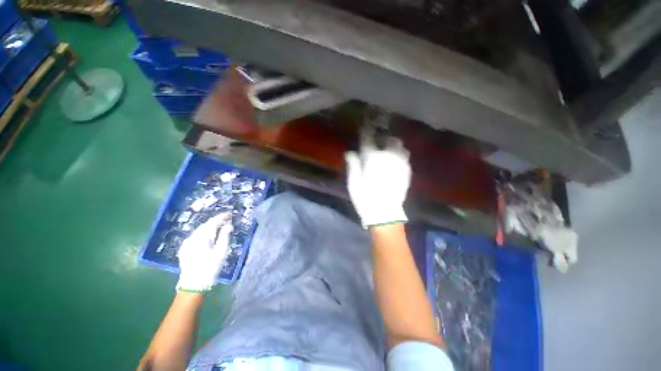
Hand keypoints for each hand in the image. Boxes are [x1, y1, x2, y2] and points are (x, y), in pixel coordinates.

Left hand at [176, 213, 232, 291]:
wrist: (193, 284)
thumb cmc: (211, 267)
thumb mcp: (221, 251)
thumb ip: (225, 236)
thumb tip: (228, 225)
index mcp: (203, 237)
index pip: (213, 222)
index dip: (222, 217)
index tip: (230, 214)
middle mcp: (193, 237)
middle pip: (205, 225)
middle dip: (216, 221)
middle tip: (226, 220)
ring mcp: (187, 243)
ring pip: (199, 230)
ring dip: (209, 226)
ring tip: (219, 226)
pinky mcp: (185, 249)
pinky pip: (195, 236)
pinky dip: (203, 232)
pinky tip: (207, 236)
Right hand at [345, 136, 411, 227]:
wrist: (385, 214)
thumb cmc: (366, 198)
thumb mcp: (353, 183)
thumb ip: (353, 165)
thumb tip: (351, 152)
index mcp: (373, 159)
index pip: (369, 140)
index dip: (366, 132)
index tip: (365, 127)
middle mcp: (389, 157)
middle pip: (391, 140)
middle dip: (385, 139)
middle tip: (380, 143)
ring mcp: (401, 164)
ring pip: (401, 148)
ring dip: (395, 147)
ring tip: (389, 152)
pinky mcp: (407, 173)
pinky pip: (405, 159)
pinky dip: (400, 157)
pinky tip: (395, 163)